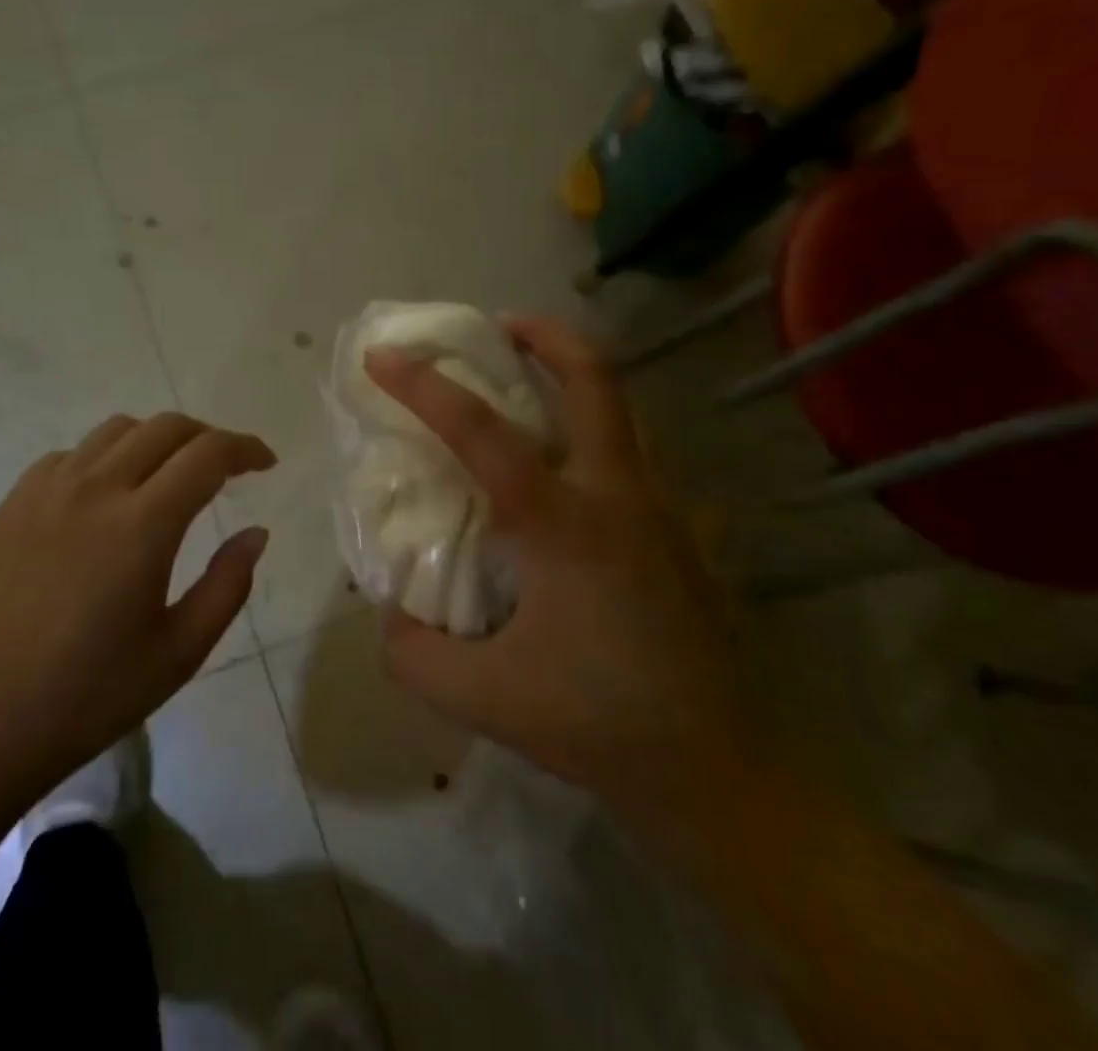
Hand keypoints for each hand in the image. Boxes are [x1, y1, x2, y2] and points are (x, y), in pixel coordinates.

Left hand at [0, 413, 274, 802]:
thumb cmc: (90, 697)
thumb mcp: (179, 652)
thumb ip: (228, 585)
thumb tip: (256, 533)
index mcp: (140, 526)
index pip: (207, 455)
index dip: (245, 449)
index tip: (266, 463)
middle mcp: (94, 489)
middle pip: (165, 427)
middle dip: (207, 437)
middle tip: (226, 468)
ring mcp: (45, 490)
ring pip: (116, 430)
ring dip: (156, 441)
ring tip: (168, 477)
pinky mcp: (11, 503)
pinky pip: (71, 455)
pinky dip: (105, 459)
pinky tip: (106, 498)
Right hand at [366, 318, 752, 818]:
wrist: (715, 771)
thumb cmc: (597, 722)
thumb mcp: (480, 699)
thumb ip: (412, 651)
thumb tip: (390, 610)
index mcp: (563, 523)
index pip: (482, 431)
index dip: (424, 386)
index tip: (382, 357)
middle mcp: (617, 495)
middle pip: (594, 379)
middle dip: (545, 335)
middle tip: (498, 326)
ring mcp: (660, 509)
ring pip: (623, 409)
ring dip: (574, 376)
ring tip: (529, 380)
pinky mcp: (679, 533)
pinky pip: (633, 452)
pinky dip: (594, 428)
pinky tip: (565, 469)